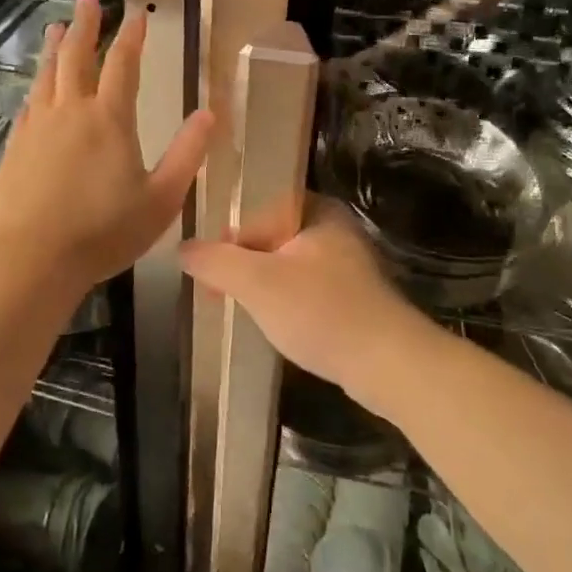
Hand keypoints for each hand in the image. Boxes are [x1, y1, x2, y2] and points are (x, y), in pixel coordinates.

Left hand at [0, 0, 213, 294]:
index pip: (123, 65)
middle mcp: (71, 112)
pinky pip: (29, 105)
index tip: (137, 13)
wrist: (29, 259)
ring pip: (47, 76)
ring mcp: (38, 128)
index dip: (131, 36)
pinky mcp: (15, 147)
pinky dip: (36, 87)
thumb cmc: (103, 232)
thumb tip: (210, 113)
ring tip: (57, 27)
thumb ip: (186, 154)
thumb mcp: (161, 199)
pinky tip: (36, 89)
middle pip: (77, 57)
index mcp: (109, 120)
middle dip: (85, 25)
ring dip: (55, 48)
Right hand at [181, 199, 430, 408]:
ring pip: (287, 264)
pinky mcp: (353, 296)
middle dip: (241, 263)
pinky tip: (274, 324)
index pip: (259, 206)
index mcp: (317, 209)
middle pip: (271, 235)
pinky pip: (305, 288)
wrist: (388, 365)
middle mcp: (335, 228)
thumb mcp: (257, 282)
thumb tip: (183, 249)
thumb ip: (215, 261)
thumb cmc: (320, 312)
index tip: (208, 268)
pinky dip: (285, 302)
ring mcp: (347, 264)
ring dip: (261, 285)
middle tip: (217, 292)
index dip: (228, 235)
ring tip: (239, 309)